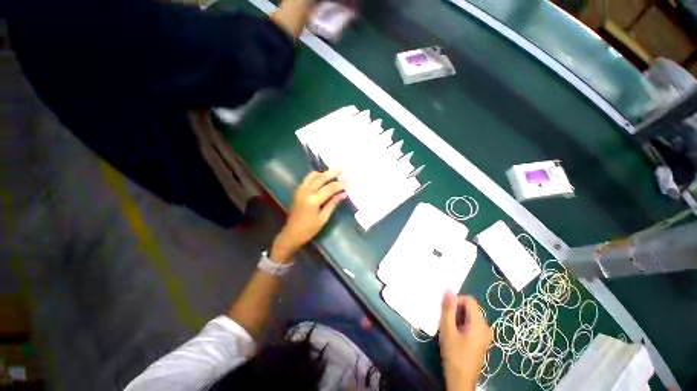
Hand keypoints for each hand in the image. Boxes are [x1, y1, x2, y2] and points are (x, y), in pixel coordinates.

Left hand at [271, 169, 346, 261]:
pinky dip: (316, 176)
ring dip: (324, 173)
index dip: (340, 184)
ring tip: (333, 172)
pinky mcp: (297, 191)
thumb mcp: (323, 218)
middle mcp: (305, 192)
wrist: (291, 234)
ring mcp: (300, 190)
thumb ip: (333, 203)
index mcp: (313, 201)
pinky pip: (307, 179)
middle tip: (343, 168)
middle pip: (321, 178)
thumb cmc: (309, 229)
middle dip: (333, 172)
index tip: (348, 180)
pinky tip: (322, 177)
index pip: (329, 188)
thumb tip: (344, 194)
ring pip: (312, 176)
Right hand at [438, 291, 491, 390]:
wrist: (461, 380)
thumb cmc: (454, 354)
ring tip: (448, 328)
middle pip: (470, 308)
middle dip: (456, 310)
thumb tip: (448, 289)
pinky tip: (454, 335)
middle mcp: (486, 327)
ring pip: (470, 316)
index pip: (469, 300)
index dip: (456, 301)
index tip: (446, 311)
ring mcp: (486, 335)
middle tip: (445, 321)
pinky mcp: (483, 341)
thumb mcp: (447, 329)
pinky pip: (472, 324)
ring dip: (457, 318)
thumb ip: (448, 308)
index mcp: (479, 323)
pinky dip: (462, 325)